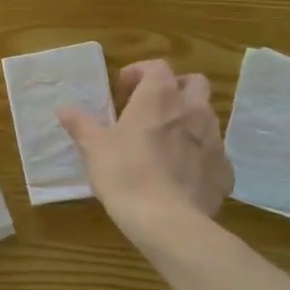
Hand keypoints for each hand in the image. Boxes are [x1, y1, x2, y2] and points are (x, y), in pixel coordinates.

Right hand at [59, 59, 230, 235]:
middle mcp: (193, 110)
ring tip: (166, 143)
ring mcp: (214, 140)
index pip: (157, 67)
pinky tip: (182, 175)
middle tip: (152, 108)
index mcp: (160, 97)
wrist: (168, 222)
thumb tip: (64, 109)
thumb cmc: (126, 174)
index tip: (123, 90)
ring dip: (188, 121)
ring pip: (207, 117)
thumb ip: (81, 124)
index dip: (140, 72)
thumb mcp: (95, 148)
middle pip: (194, 83)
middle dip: (175, 89)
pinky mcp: (225, 171)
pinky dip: (200, 156)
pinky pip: (214, 154)